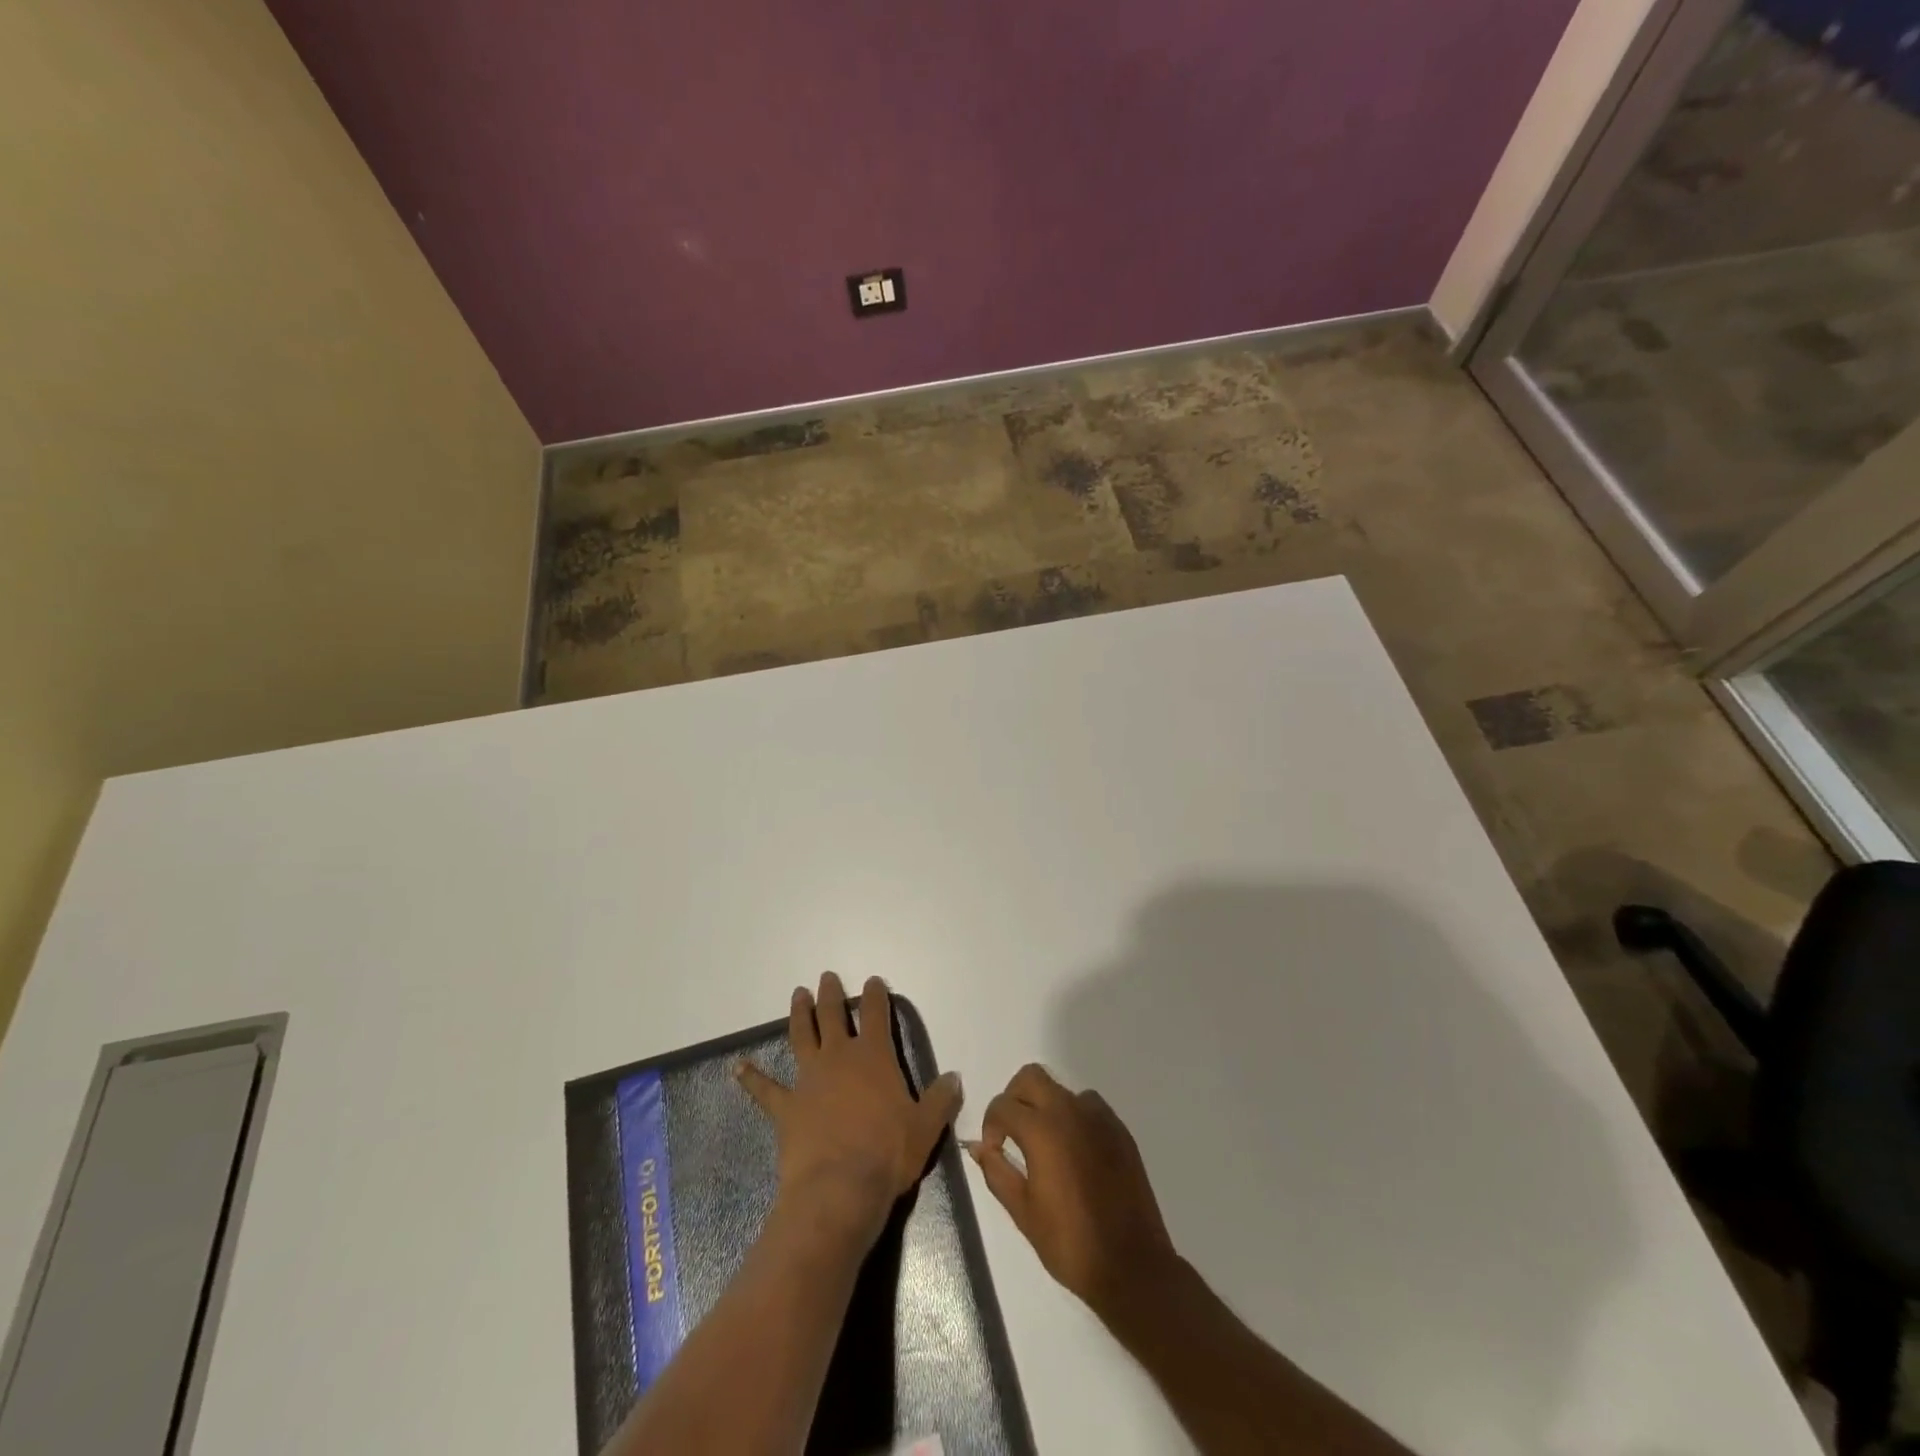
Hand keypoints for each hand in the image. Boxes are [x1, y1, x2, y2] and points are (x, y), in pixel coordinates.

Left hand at [737, 972, 961, 1247]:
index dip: (876, 995)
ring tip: (798, 994)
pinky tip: (737, 1067)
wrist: (839, 1188)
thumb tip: (955, 1077)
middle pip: (834, 1015)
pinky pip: (765, 1089)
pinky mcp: (786, 1107)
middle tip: (827, 977)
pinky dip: (751, 1077)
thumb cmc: (888, 1153)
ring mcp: (809, 1079)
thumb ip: (941, 1099)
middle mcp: (839, 1057)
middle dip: (832, 994)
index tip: (873, 981)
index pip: (877, 1014)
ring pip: (802, 1036)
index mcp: (874, 1056)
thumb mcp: (926, 1127)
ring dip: (800, 1014)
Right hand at [968, 1065, 1177, 1322]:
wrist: (1131, 1265)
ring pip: (1061, 1089)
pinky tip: (1074, 1151)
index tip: (994, 1150)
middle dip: (1014, 1097)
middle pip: (1031, 1077)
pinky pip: (1088, 1106)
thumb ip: (996, 1171)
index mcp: (1042, 1129)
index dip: (990, 1125)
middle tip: (1012, 1132)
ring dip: (1045, 1105)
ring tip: (1045, 1143)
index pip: (1003, 1105)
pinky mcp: (1119, 1129)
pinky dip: (1073, 1117)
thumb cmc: (1070, 1242)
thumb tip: (979, 1146)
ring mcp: (1099, 1117)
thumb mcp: (1023, 1212)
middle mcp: (1070, 1111)